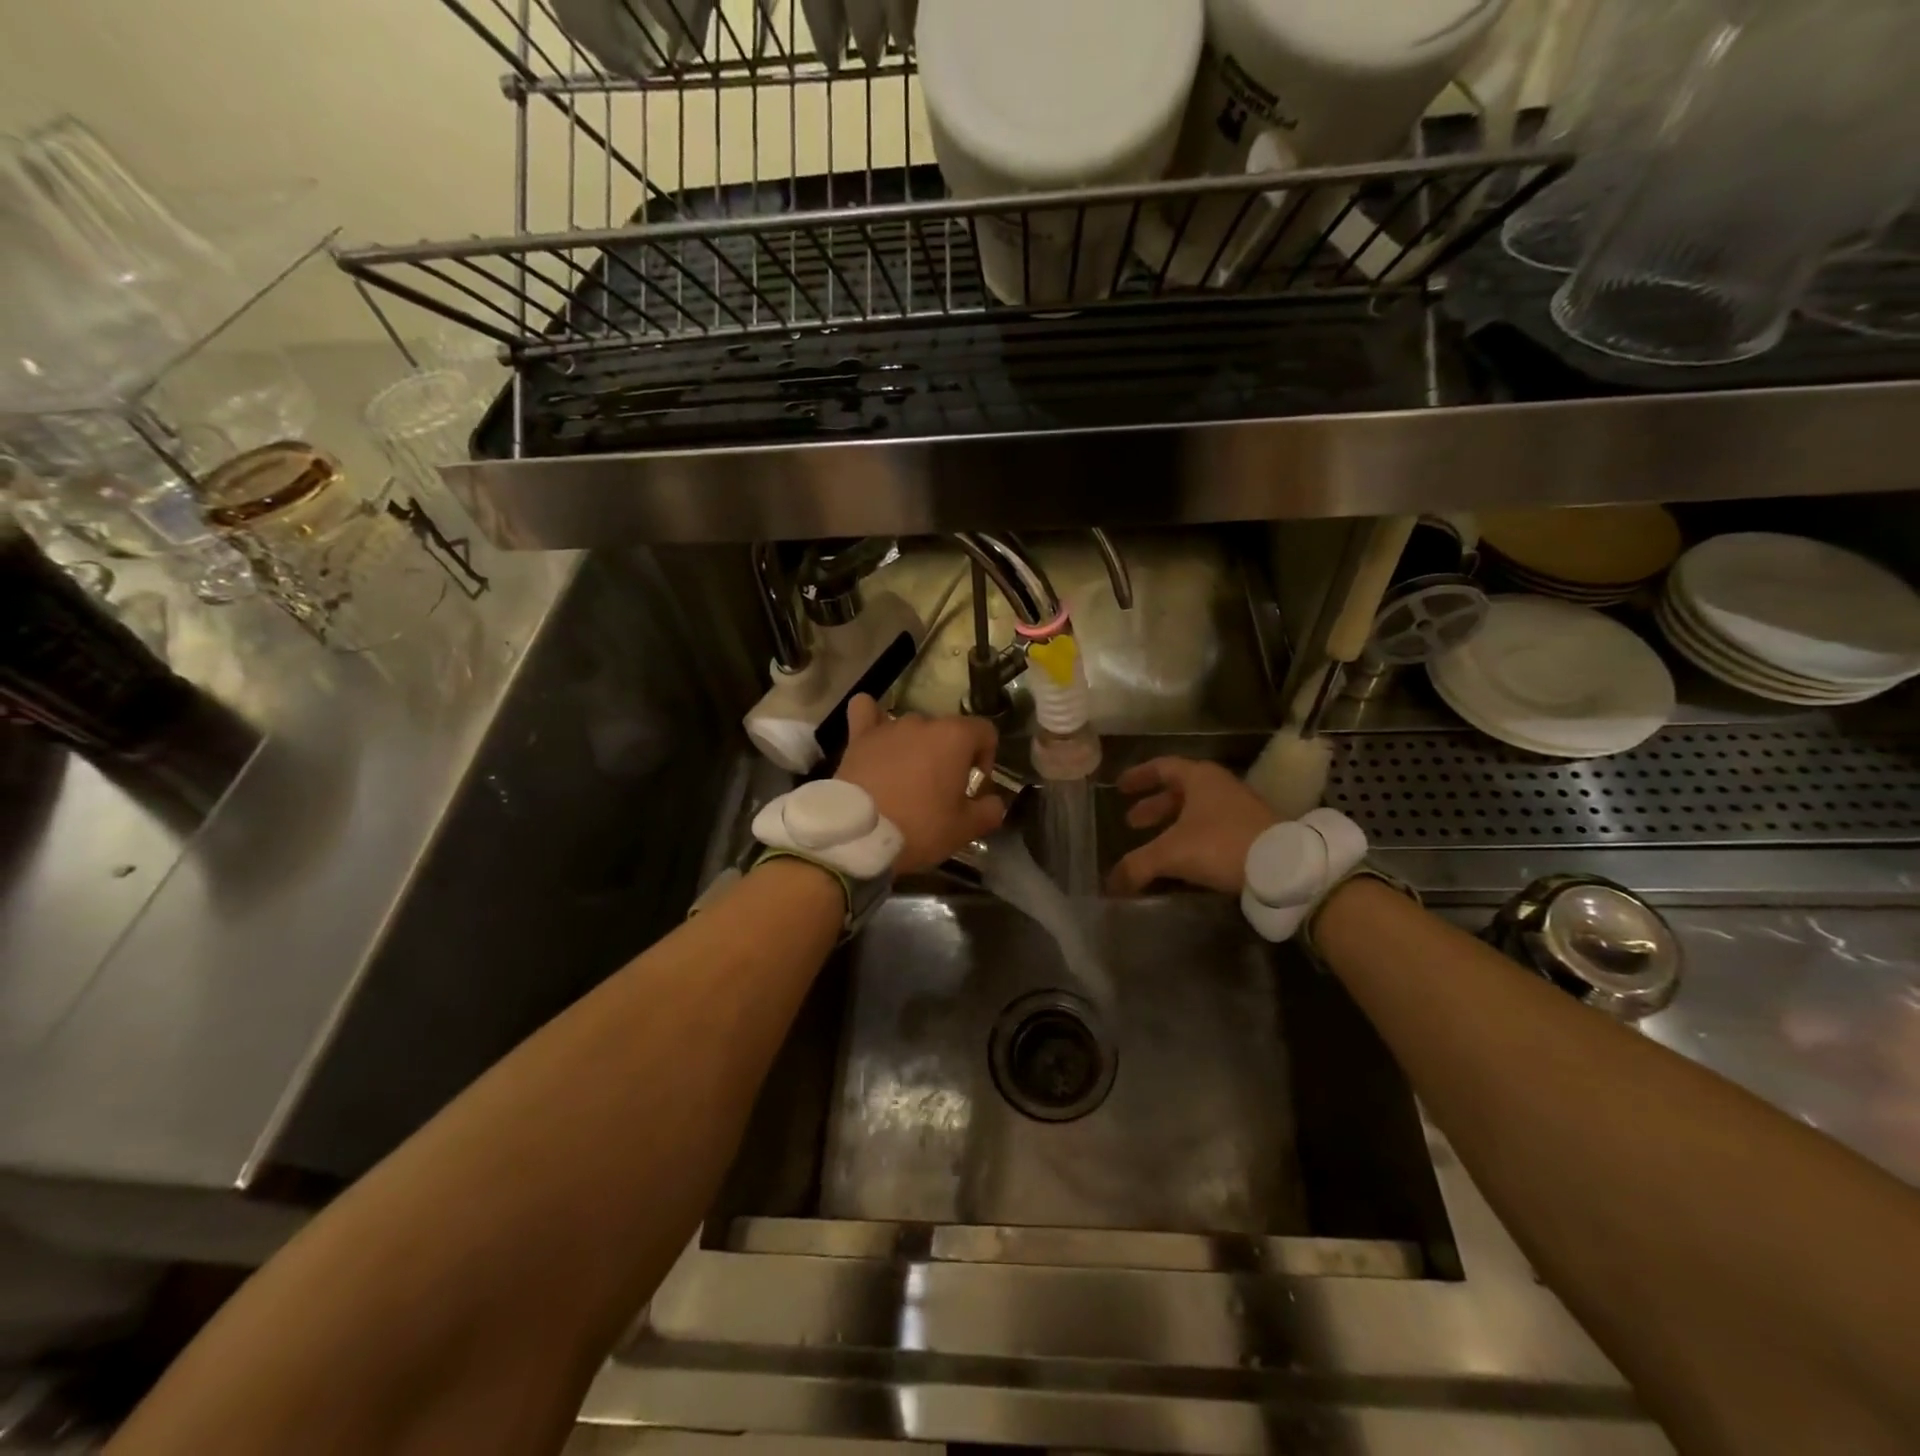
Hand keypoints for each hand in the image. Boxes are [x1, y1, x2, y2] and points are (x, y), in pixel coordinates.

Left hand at [836, 696, 1006, 874]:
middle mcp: (923, 722)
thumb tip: (994, 802)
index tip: (975, 786)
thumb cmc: (919, 828)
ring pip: (912, 728)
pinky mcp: (858, 737)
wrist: (858, 836)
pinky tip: (874, 733)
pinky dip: (872, 718)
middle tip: (942, 791)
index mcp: (955, 737)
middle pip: (947, 731)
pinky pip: (865, 711)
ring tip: (908, 778)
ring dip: (917, 747)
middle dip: (950, 756)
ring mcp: (888, 726)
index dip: (986, 757)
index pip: (986, 731)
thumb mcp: (964, 829)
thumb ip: (989, 811)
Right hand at [1108, 758, 1278, 895]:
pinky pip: (1212, 829)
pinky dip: (1192, 839)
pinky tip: (1183, 860)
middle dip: (1153, 807)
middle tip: (1132, 823)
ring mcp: (1239, 809)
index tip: (1120, 787)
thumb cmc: (1221, 844)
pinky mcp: (1252, 832)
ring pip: (1197, 812)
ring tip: (1154, 844)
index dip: (1139, 776)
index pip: (1162, 767)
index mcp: (1199, 778)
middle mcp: (1219, 786)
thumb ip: (1137, 865)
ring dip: (1172, 825)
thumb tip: (1110, 884)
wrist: (1283, 867)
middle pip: (1179, 791)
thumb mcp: (1171, 853)